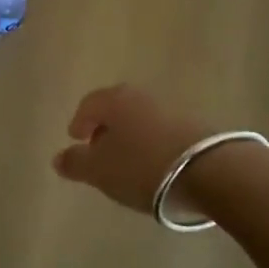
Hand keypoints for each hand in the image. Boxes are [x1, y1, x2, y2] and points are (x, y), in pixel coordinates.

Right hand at [54, 84, 210, 216]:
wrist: (211, 170)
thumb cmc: (143, 166)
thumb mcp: (101, 171)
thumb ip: (76, 163)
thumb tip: (58, 157)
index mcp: (114, 100)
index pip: (88, 104)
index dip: (79, 122)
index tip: (76, 139)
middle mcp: (141, 97)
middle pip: (116, 109)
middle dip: (106, 128)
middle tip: (99, 150)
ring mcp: (171, 109)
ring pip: (141, 120)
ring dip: (132, 137)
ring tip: (129, 163)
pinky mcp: (196, 126)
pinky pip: (164, 132)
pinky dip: (153, 145)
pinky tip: (156, 166)